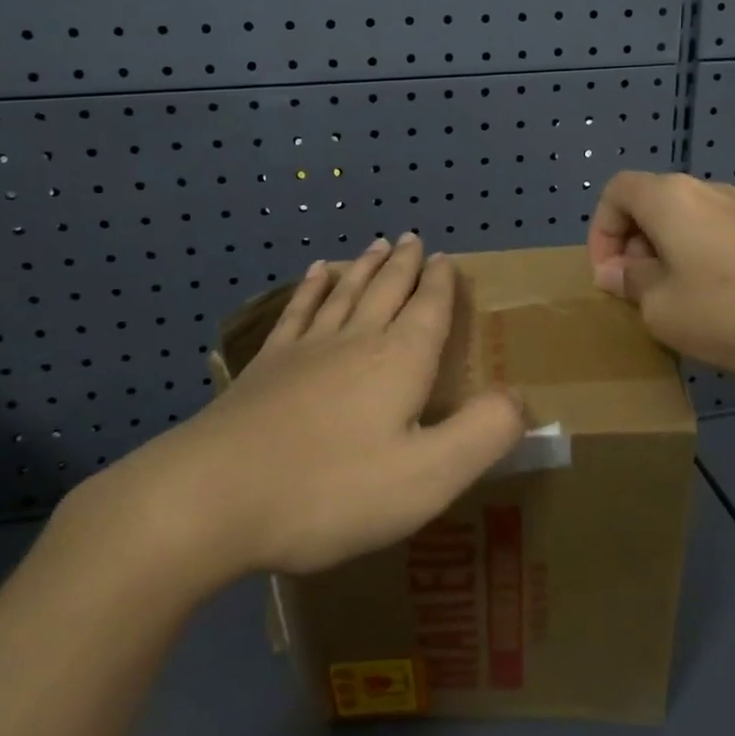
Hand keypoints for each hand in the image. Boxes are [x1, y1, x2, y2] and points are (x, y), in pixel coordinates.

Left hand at [64, 234, 524, 594]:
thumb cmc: (330, 491)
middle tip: (415, 239)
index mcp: (398, 362)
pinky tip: (316, 274)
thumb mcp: (426, 477)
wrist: (214, 496)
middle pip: (387, 290)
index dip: (441, 283)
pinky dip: (312, 288)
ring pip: (345, 292)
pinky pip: (298, 312)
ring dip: (365, 267)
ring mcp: (305, 349)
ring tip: (378, 244)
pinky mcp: (266, 366)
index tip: (446, 258)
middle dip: (406, 265)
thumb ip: (482, 435)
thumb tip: (520, 399)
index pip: (429, 309)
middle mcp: (355, 340)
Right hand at [587, 171, 734, 387]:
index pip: (616, 191)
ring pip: (686, 222)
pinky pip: (718, 236)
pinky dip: (701, 260)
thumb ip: (630, 284)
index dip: (601, 231)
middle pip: (651, 204)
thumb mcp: (662, 310)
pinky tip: (720, 305)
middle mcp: (706, 190)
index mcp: (670, 198)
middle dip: (633, 246)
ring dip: (667, 256)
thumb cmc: (732, 312)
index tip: (609, 277)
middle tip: (638, 294)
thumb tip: (618, 272)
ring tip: (676, 304)